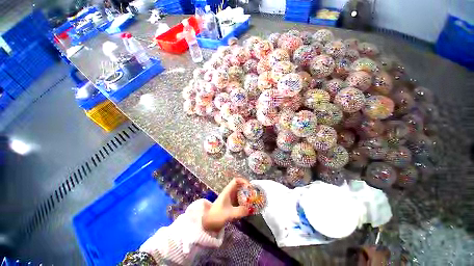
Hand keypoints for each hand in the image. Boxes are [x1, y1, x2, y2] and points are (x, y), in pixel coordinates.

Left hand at [202, 177, 250, 232]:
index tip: (250, 187)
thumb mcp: (229, 214)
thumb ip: (240, 211)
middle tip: (253, 195)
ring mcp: (230, 198)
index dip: (243, 181)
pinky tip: (248, 206)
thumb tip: (250, 209)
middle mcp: (229, 192)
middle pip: (239, 186)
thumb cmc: (217, 215)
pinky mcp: (230, 203)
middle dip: (247, 189)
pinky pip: (239, 199)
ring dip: (246, 195)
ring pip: (240, 192)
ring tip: (252, 201)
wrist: (208, 222)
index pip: (236, 180)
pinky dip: (244, 201)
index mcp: (228, 191)